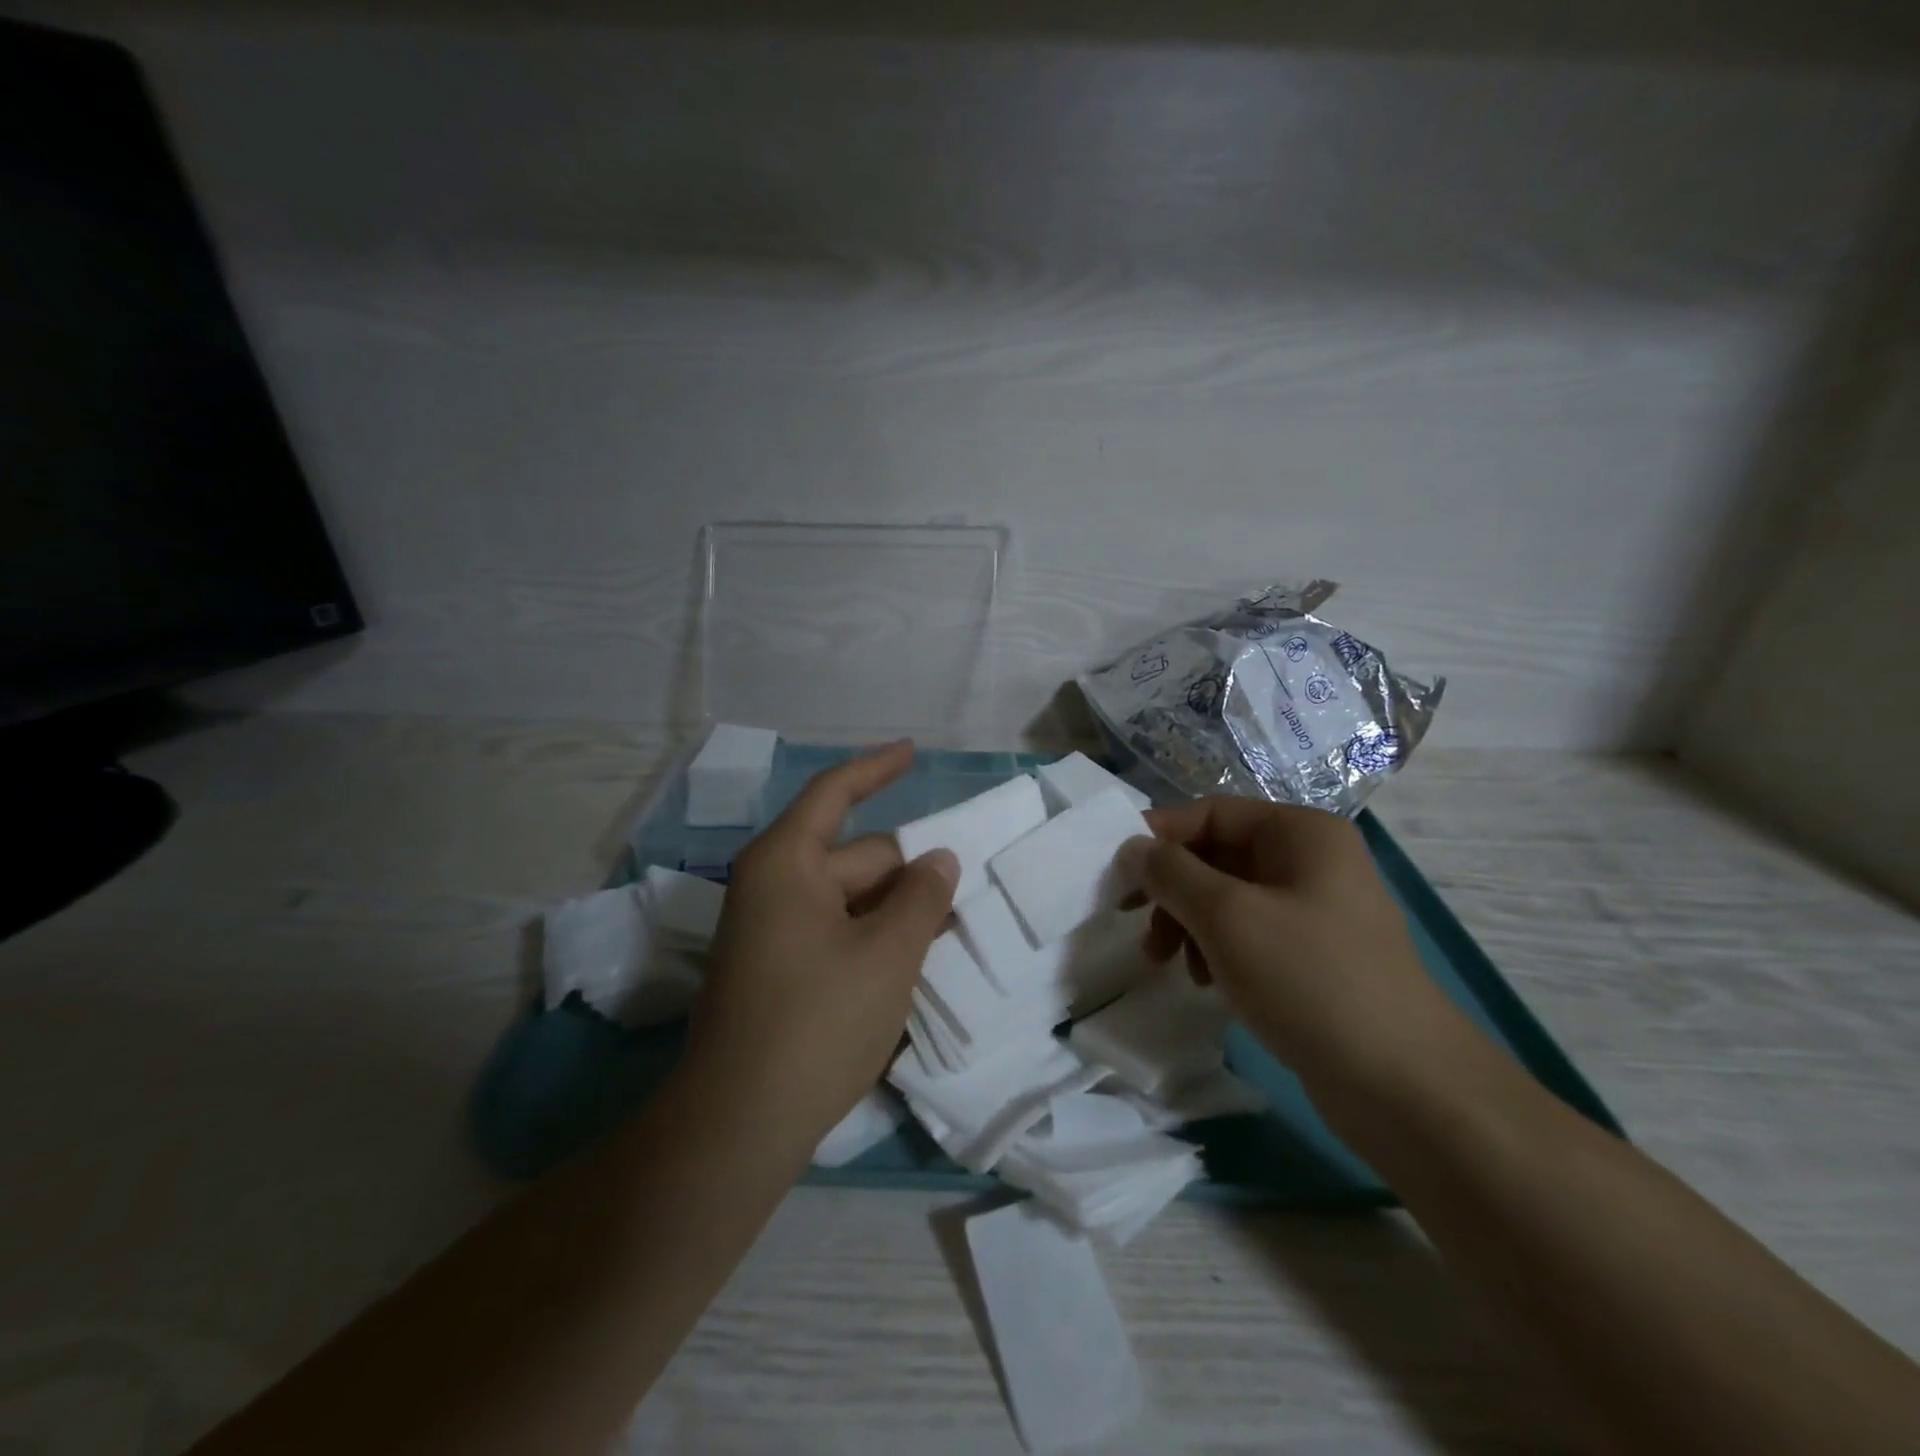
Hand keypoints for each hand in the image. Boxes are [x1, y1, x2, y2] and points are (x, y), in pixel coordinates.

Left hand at [682, 741, 958, 1154]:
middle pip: (856, 857)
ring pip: (851, 901)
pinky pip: (836, 933)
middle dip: (909, 871)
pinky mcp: (777, 972)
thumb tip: (939, 860)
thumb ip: (922, 898)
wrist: (739, 1126)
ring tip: (951, 928)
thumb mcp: (888, 954)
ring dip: (897, 911)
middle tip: (965, 891)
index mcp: (787, 863)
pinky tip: (913, 963)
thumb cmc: (817, 1021)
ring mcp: (772, 932)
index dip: (876, 768)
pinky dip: (874, 939)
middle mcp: (774, 887)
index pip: (835, 793)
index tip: (912, 751)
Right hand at [1120, 797, 1467, 1096]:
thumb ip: (1170, 873)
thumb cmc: (1308, 978)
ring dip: (1188, 922)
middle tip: (1133, 920)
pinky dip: (1217, 949)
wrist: (1403, 1085)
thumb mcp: (1226, 916)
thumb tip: (1131, 847)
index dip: (1159, 835)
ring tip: (1166, 961)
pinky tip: (1205, 982)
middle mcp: (1311, 861)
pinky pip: (1250, 934)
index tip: (1116, 871)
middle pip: (1217, 855)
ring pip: (1228, 898)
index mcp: (1301, 833)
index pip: (1211, 812)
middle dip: (1172, 888)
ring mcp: (1316, 910)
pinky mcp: (1315, 956)